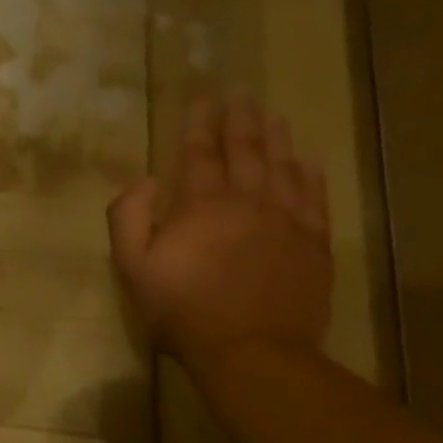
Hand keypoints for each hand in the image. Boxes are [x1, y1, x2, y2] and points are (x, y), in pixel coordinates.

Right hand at [108, 96, 332, 365]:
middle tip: (240, 92)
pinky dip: (309, 173)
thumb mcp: (132, 266)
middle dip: (240, 118)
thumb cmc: (180, 308)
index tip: (202, 98)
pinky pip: (314, 197)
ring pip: (283, 166)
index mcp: (202, 205)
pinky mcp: (314, 244)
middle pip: (246, 150)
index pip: (201, 153)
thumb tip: (143, 180)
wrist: (251, 350)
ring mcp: (288, 221)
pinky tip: (306, 160)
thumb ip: (128, 217)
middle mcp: (249, 201)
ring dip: (275, 137)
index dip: (200, 124)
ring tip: (271, 114)